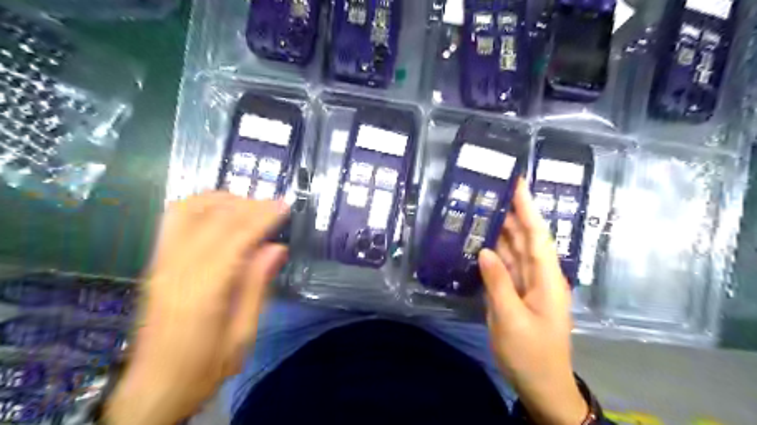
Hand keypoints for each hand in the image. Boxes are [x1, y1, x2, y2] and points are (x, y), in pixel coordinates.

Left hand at [107, 193, 290, 424]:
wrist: (154, 388)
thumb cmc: (204, 367)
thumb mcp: (242, 335)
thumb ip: (257, 286)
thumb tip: (276, 248)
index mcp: (202, 291)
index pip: (235, 238)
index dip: (262, 217)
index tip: (284, 205)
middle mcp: (176, 269)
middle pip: (213, 219)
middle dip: (249, 205)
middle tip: (274, 204)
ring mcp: (161, 263)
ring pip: (189, 211)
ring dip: (223, 201)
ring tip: (250, 205)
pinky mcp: (156, 263)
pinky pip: (175, 220)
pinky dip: (201, 206)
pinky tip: (221, 211)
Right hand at [479, 179, 583, 424]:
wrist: (541, 385)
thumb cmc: (531, 354)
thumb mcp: (511, 319)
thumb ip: (498, 283)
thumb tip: (484, 250)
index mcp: (546, 278)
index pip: (536, 234)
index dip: (527, 207)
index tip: (517, 183)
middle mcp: (539, 275)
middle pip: (525, 237)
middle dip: (511, 212)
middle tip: (491, 191)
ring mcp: (527, 284)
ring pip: (514, 249)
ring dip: (500, 230)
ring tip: (482, 209)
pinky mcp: (517, 292)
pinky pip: (505, 266)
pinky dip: (494, 252)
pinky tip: (480, 242)